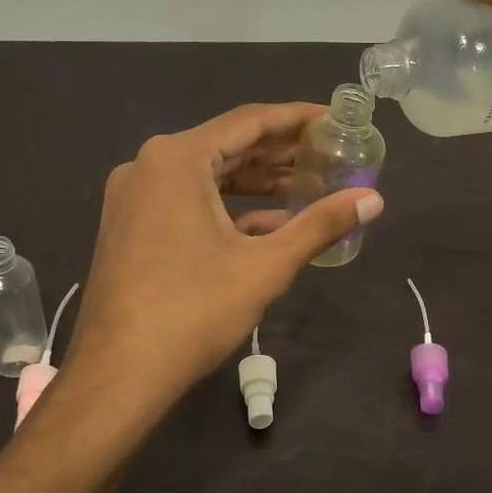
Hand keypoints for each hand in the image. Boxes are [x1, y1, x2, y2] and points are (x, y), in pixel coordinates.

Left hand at [65, 102, 383, 412]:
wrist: (117, 374)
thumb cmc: (192, 310)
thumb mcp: (265, 266)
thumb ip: (320, 225)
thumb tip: (374, 200)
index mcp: (177, 159)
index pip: (249, 122)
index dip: (297, 118)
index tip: (334, 119)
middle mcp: (149, 165)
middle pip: (227, 146)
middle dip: (280, 152)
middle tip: (330, 153)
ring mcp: (134, 197)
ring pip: (207, 176)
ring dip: (256, 182)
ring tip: (308, 186)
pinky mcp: (131, 226)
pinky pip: (187, 202)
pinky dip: (228, 209)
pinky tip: (269, 225)